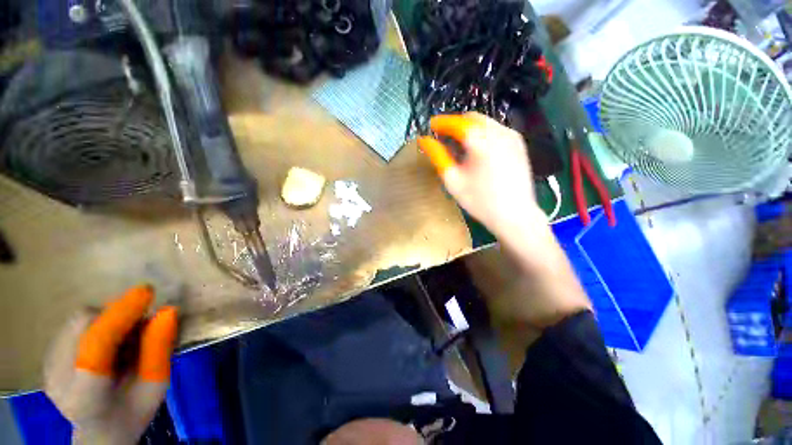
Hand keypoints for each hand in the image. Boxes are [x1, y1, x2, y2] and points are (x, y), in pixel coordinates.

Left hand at [44, 286, 177, 444]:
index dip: (121, 315)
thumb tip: (168, 311)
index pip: (98, 345)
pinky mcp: (47, 357)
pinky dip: (98, 325)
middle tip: (142, 323)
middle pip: (84, 325)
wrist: (100, 431)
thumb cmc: (134, 410)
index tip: (147, 292)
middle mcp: (58, 380)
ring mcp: (48, 367)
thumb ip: (159, 351)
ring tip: (125, 339)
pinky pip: (75, 325)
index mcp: (86, 397)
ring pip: (79, 320)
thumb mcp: (156, 386)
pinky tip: (107, 344)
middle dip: (117, 315)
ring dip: (109, 319)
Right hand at [418, 112, 546, 240]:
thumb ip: (438, 156)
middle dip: (456, 124)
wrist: (515, 215)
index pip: (457, 123)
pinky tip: (477, 150)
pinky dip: (482, 134)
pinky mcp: (519, 144)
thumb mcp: (453, 180)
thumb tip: (424, 140)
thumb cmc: (480, 201)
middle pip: (472, 118)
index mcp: (481, 141)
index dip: (442, 122)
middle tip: (444, 137)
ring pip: (485, 123)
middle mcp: (499, 132)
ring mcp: (512, 136)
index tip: (431, 125)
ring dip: (469, 129)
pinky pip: (496, 130)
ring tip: (459, 145)